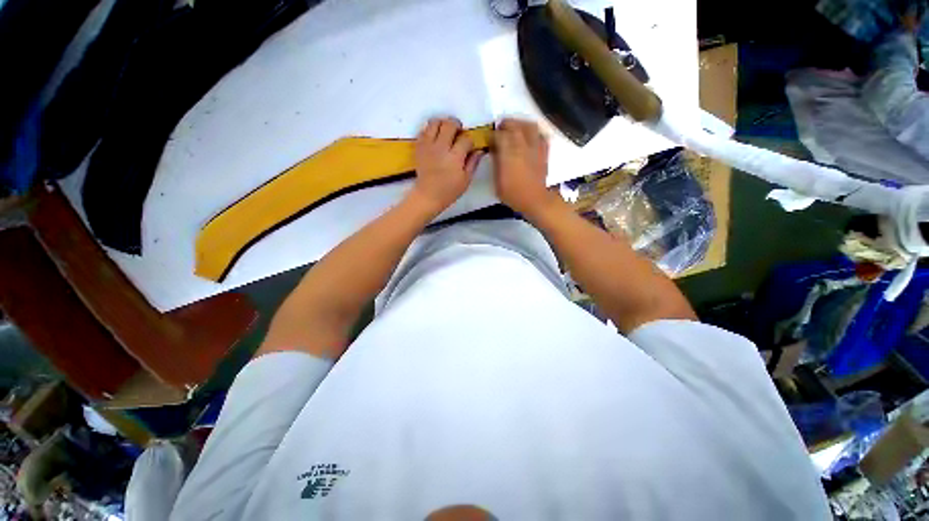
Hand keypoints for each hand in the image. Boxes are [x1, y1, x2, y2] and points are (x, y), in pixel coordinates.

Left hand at [411, 117, 483, 212]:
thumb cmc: (449, 190)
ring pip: (435, 122)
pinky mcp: (419, 147)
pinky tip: (435, 139)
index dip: (469, 141)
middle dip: (456, 126)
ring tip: (445, 132)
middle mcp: (441, 147)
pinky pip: (423, 130)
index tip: (468, 147)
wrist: (428, 195)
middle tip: (458, 133)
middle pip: (450, 124)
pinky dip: (430, 130)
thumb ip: (473, 163)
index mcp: (455, 157)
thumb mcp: (466, 180)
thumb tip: (479, 150)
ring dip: (442, 124)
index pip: (466, 139)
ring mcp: (428, 145)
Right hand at [493, 118, 557, 218]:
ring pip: (529, 126)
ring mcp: (535, 147)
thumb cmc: (513, 194)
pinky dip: (534, 132)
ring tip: (514, 128)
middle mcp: (523, 146)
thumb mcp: (497, 181)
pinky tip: (529, 136)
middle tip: (499, 129)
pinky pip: (540, 134)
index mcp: (509, 154)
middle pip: (514, 125)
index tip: (488, 138)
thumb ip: (496, 162)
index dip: (492, 135)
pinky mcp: (544, 151)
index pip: (499, 135)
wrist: (535, 200)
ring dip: (520, 123)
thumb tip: (494, 149)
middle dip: (505, 124)